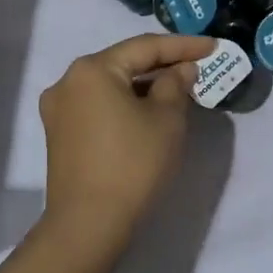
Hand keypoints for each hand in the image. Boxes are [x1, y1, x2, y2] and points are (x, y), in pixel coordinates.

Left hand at [37, 33, 212, 247]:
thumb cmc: (132, 164)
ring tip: (178, 88)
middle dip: (162, 64)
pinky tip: (149, 111)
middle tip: (197, 65)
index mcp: (92, 69)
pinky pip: (100, 105)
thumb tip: (181, 70)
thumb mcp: (166, 120)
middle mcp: (68, 81)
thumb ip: (176, 84)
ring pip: (111, 85)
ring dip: (144, 85)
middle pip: (124, 63)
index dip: (183, 46)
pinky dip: (126, 103)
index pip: (145, 47)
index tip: (212, 46)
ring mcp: (59, 109)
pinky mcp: (60, 134)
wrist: (87, 227)